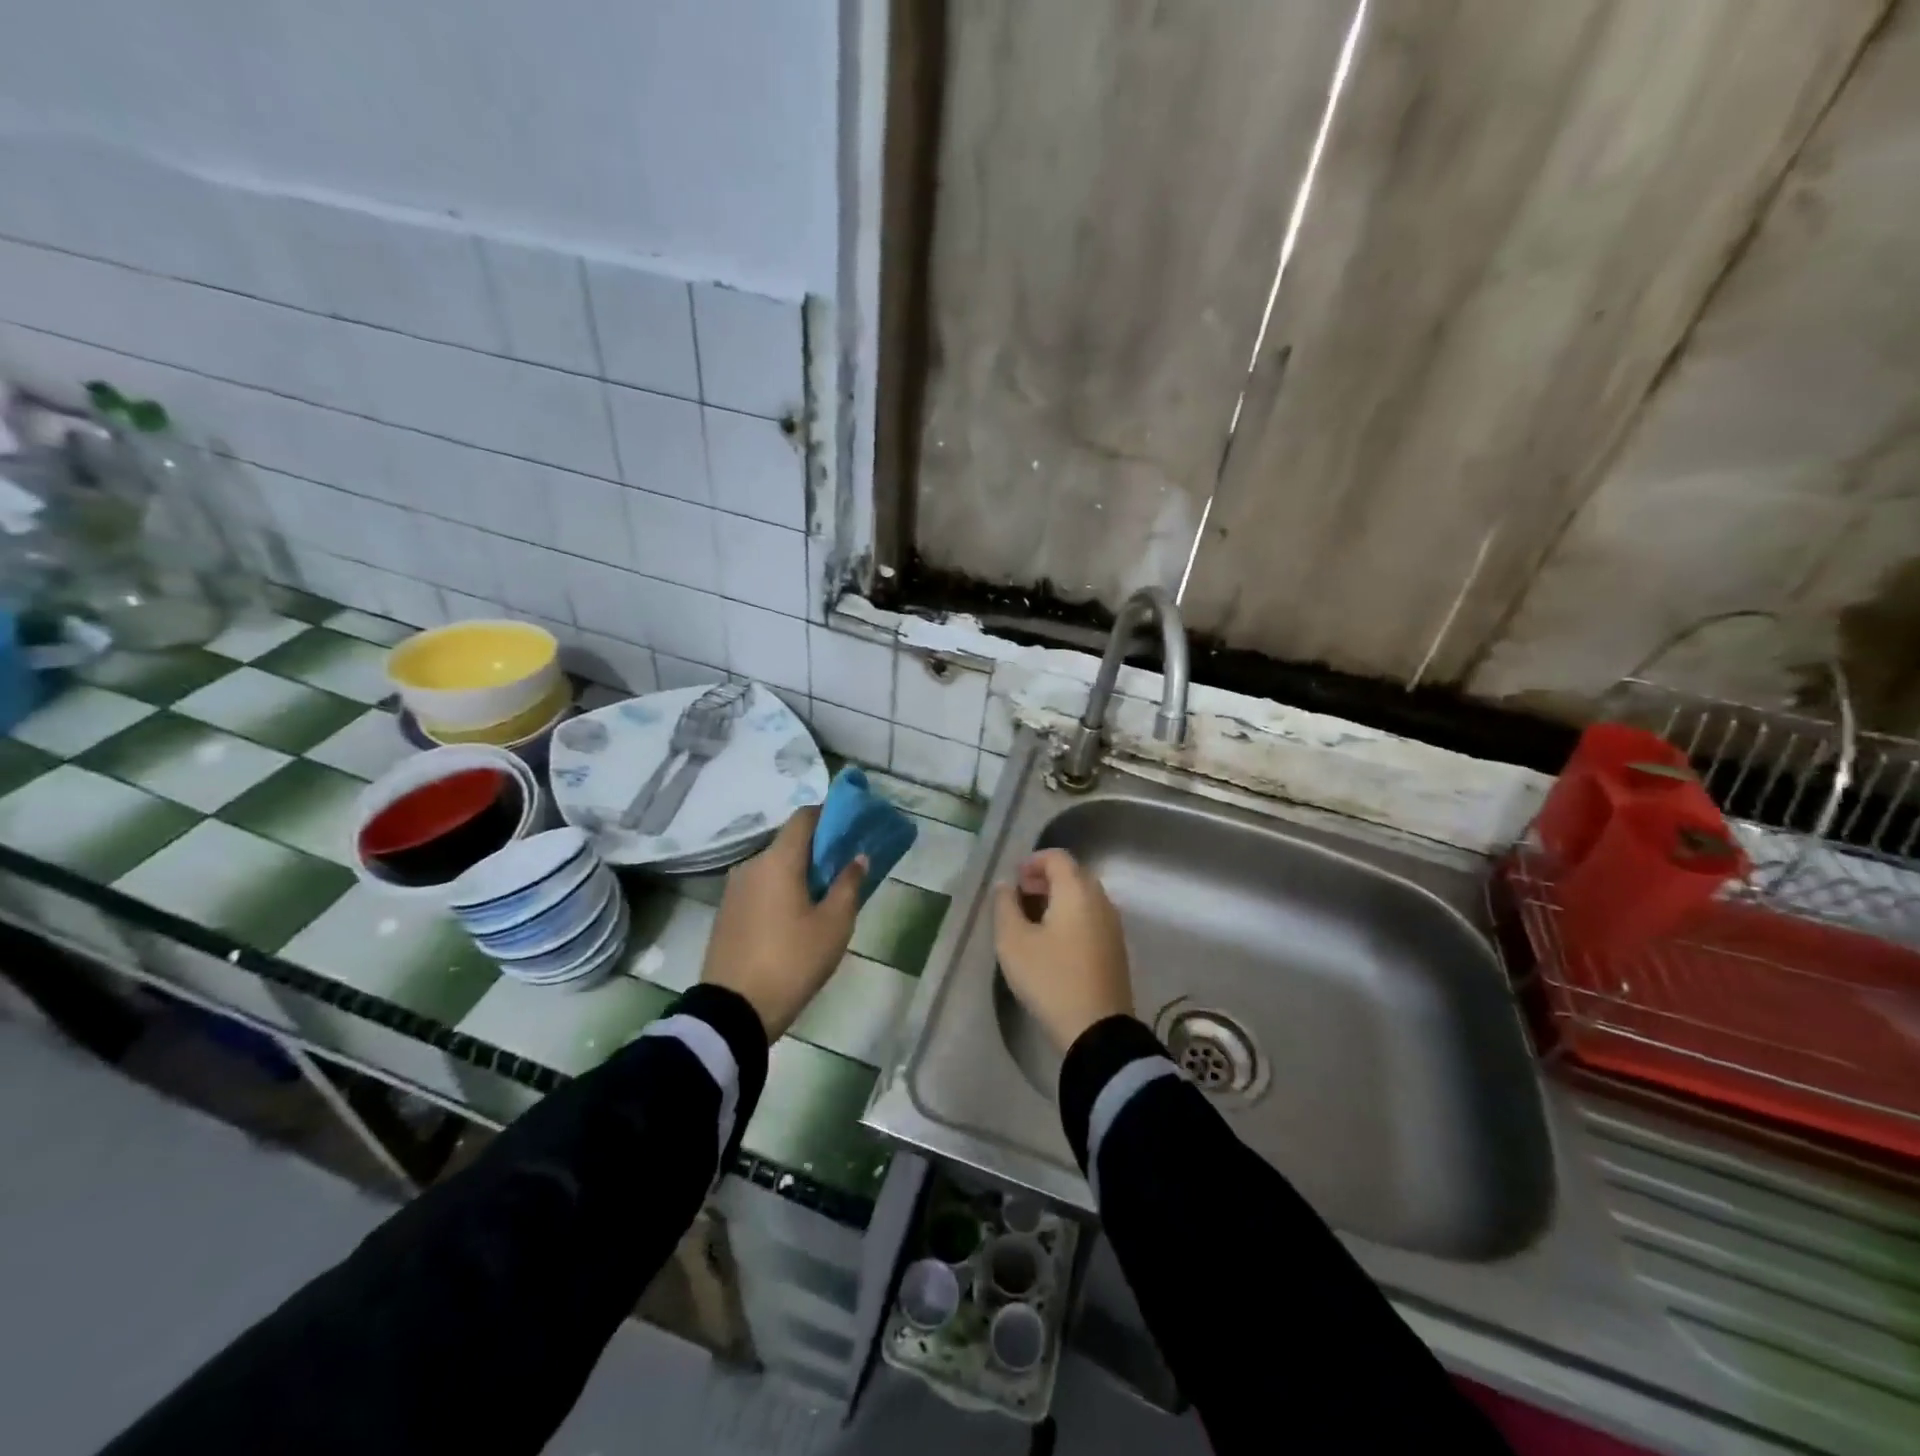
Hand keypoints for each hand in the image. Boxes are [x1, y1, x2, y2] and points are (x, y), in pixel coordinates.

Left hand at [700, 806, 864, 1039]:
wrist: (732, 1011)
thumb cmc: (792, 961)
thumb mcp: (833, 925)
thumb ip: (848, 884)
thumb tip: (858, 857)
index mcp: (778, 860)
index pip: (804, 817)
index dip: (829, 815)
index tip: (850, 829)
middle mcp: (751, 865)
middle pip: (789, 843)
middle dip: (817, 850)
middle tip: (843, 870)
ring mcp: (733, 889)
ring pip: (773, 867)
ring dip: (798, 873)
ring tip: (821, 899)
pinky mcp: (725, 912)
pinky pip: (759, 888)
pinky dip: (779, 891)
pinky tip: (793, 918)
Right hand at [993, 848, 1132, 1052]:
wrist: (1096, 1029)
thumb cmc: (1050, 978)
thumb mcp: (1013, 942)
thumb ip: (1005, 906)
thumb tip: (1005, 885)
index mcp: (1077, 891)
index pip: (1057, 857)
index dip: (1033, 861)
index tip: (1014, 879)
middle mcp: (1100, 900)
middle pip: (1074, 874)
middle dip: (1045, 878)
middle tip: (1020, 895)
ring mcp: (1113, 924)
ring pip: (1084, 896)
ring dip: (1059, 898)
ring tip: (1033, 918)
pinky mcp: (1116, 948)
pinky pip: (1092, 916)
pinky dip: (1072, 915)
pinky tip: (1054, 940)